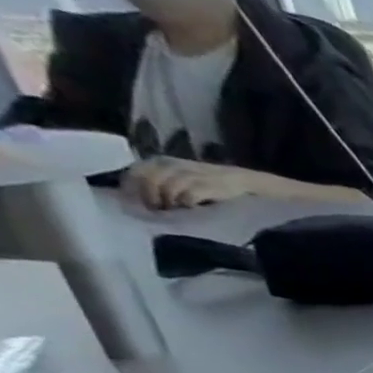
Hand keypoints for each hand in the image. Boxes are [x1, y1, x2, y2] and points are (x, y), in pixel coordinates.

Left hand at [126, 158, 265, 209]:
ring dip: (166, 202)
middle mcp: (172, 165)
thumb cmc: (207, 182)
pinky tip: (190, 209)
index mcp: (161, 161)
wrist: (241, 180)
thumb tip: (137, 194)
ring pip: (166, 189)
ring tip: (172, 211)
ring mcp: (190, 175)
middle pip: (148, 180)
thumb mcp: (179, 175)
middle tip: (155, 210)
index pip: (135, 172)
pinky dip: (185, 204)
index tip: (135, 202)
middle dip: (149, 197)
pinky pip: (187, 196)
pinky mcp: (207, 187)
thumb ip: (159, 179)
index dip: (132, 188)